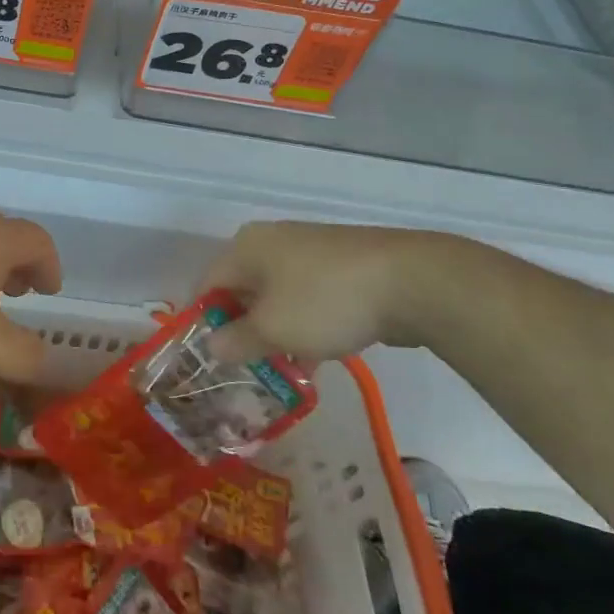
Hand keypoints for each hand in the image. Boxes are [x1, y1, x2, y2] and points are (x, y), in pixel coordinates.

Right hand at [197, 221, 462, 363]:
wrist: (410, 281)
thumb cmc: (324, 300)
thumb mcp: (272, 329)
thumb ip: (236, 340)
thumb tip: (211, 346)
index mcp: (246, 246)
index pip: (208, 283)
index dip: (203, 321)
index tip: (206, 358)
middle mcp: (273, 241)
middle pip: (242, 289)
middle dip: (241, 330)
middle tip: (241, 368)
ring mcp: (310, 251)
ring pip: (278, 297)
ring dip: (274, 332)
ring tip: (278, 371)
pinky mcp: (342, 266)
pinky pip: (308, 298)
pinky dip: (304, 326)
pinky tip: (313, 358)